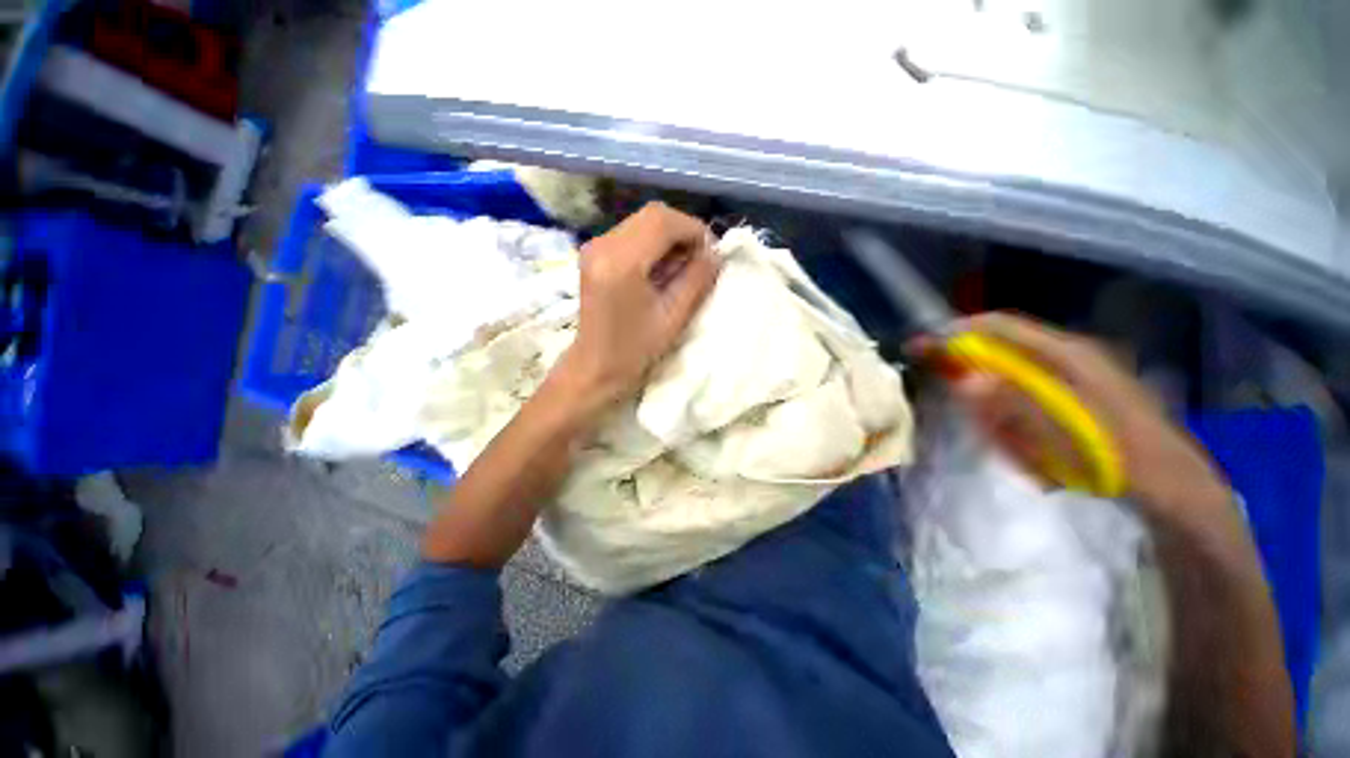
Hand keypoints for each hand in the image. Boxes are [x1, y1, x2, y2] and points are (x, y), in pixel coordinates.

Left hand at [556, 202, 719, 407]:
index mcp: (621, 263)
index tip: (711, 254)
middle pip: (653, 215)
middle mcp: (602, 245)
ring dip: (669, 238)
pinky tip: (661, 269)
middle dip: (683, 232)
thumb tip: (715, 252)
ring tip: (682, 268)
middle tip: (699, 261)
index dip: (694, 230)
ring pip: (643, 222)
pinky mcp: (594, 253)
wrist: (595, 367)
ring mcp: (594, 246)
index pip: (663, 221)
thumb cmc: (635, 350)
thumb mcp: (673, 317)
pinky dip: (653, 244)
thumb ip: (697, 279)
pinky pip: (632, 234)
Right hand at [940, 313, 1231, 522]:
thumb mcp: (1063, 434)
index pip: (1001, 327)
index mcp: (1069, 354)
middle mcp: (1071, 357)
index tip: (927, 347)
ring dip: (1000, 408)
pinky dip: (1019, 420)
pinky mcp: (1080, 397)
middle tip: (972, 415)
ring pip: (1015, 379)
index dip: (961, 332)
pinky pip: (1031, 399)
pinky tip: (1033, 449)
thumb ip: (1014, 405)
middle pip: (1004, 353)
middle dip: (979, 379)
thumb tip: (967, 381)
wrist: (1175, 489)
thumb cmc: (1121, 459)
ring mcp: (1078, 376)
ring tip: (1014, 446)